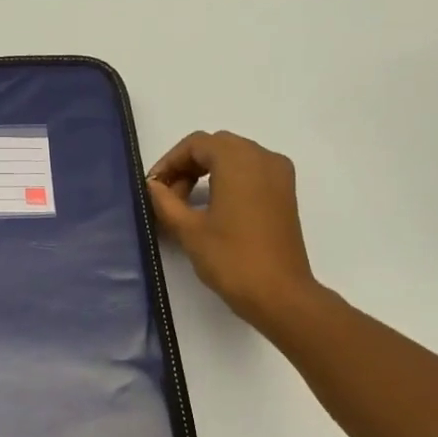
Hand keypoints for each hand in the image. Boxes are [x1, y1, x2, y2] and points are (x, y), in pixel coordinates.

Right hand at [147, 130, 317, 330]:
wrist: (278, 292)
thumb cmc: (231, 259)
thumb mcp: (189, 230)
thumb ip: (166, 202)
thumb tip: (153, 186)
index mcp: (239, 160)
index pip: (197, 144)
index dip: (169, 161)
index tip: (153, 187)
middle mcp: (263, 157)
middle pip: (217, 146)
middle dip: (188, 166)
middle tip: (167, 196)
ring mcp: (279, 174)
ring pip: (235, 158)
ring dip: (207, 173)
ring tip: (186, 206)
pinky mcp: (285, 193)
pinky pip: (252, 173)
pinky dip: (228, 181)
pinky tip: (213, 208)